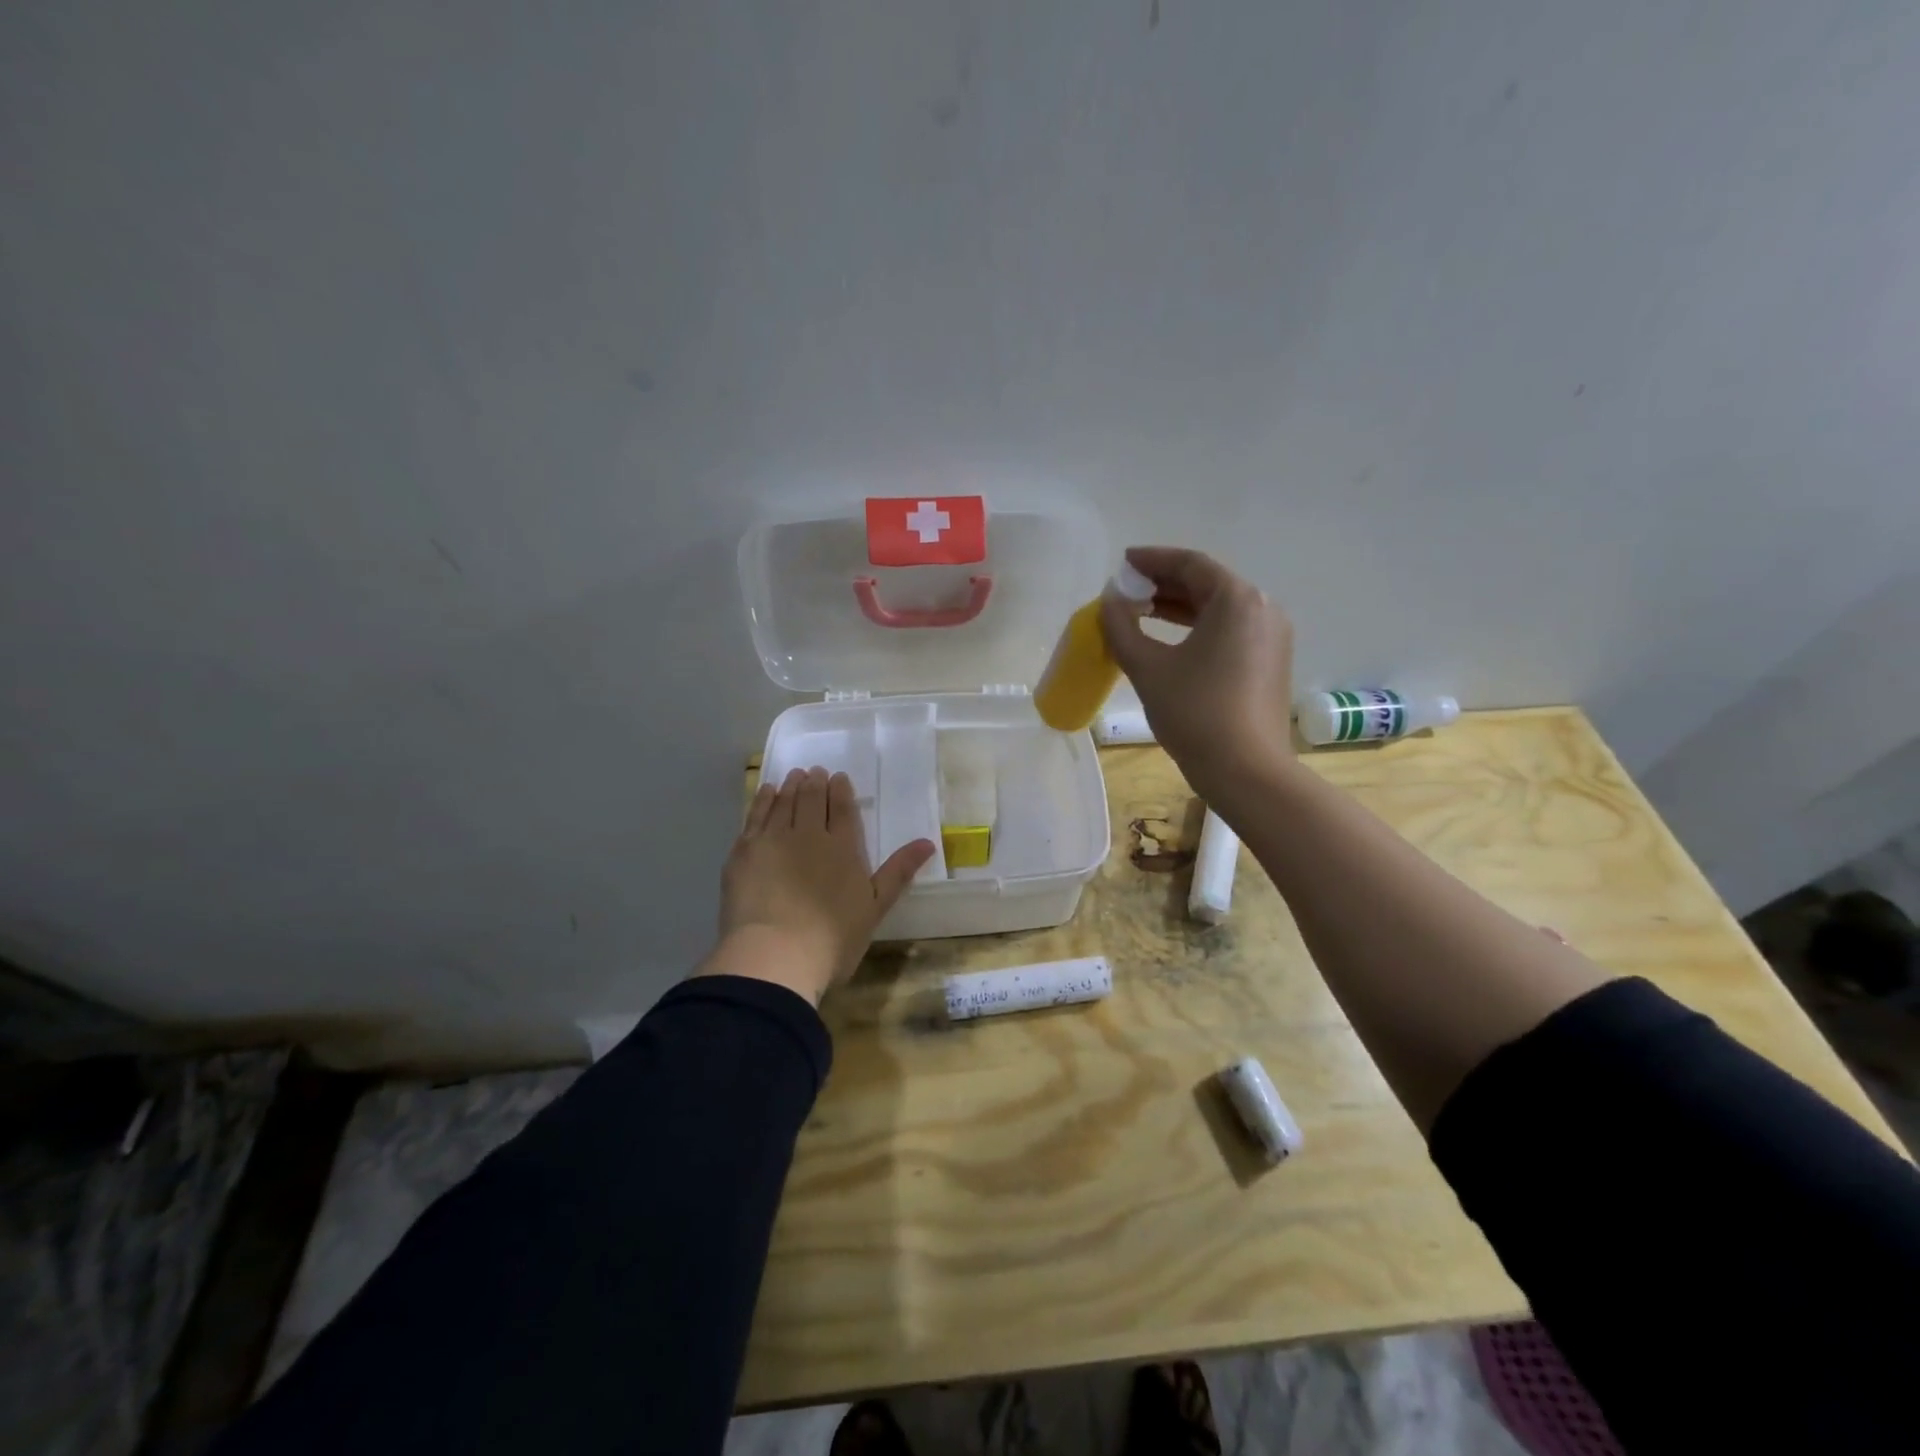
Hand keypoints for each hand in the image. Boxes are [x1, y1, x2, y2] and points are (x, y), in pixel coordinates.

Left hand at [704, 766, 934, 1006]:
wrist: (774, 955)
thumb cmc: (832, 939)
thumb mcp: (875, 908)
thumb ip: (898, 872)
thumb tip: (928, 842)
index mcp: (842, 848)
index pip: (843, 810)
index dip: (841, 791)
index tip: (838, 777)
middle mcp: (808, 834)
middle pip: (812, 800)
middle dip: (816, 783)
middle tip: (815, 772)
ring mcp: (773, 840)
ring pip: (784, 802)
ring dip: (792, 786)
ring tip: (795, 776)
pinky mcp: (744, 851)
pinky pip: (755, 815)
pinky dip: (763, 800)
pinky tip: (767, 793)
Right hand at [1100, 547, 1295, 799]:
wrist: (1246, 770)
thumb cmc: (1195, 712)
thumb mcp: (1148, 668)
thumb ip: (1122, 628)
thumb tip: (1109, 603)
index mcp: (1237, 600)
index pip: (1190, 564)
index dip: (1152, 559)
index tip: (1123, 562)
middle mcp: (1262, 608)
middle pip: (1207, 583)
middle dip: (1164, 583)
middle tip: (1127, 589)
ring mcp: (1271, 637)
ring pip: (1219, 608)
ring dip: (1179, 606)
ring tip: (1141, 612)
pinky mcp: (1270, 662)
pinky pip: (1230, 630)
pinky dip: (1197, 627)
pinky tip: (1170, 640)